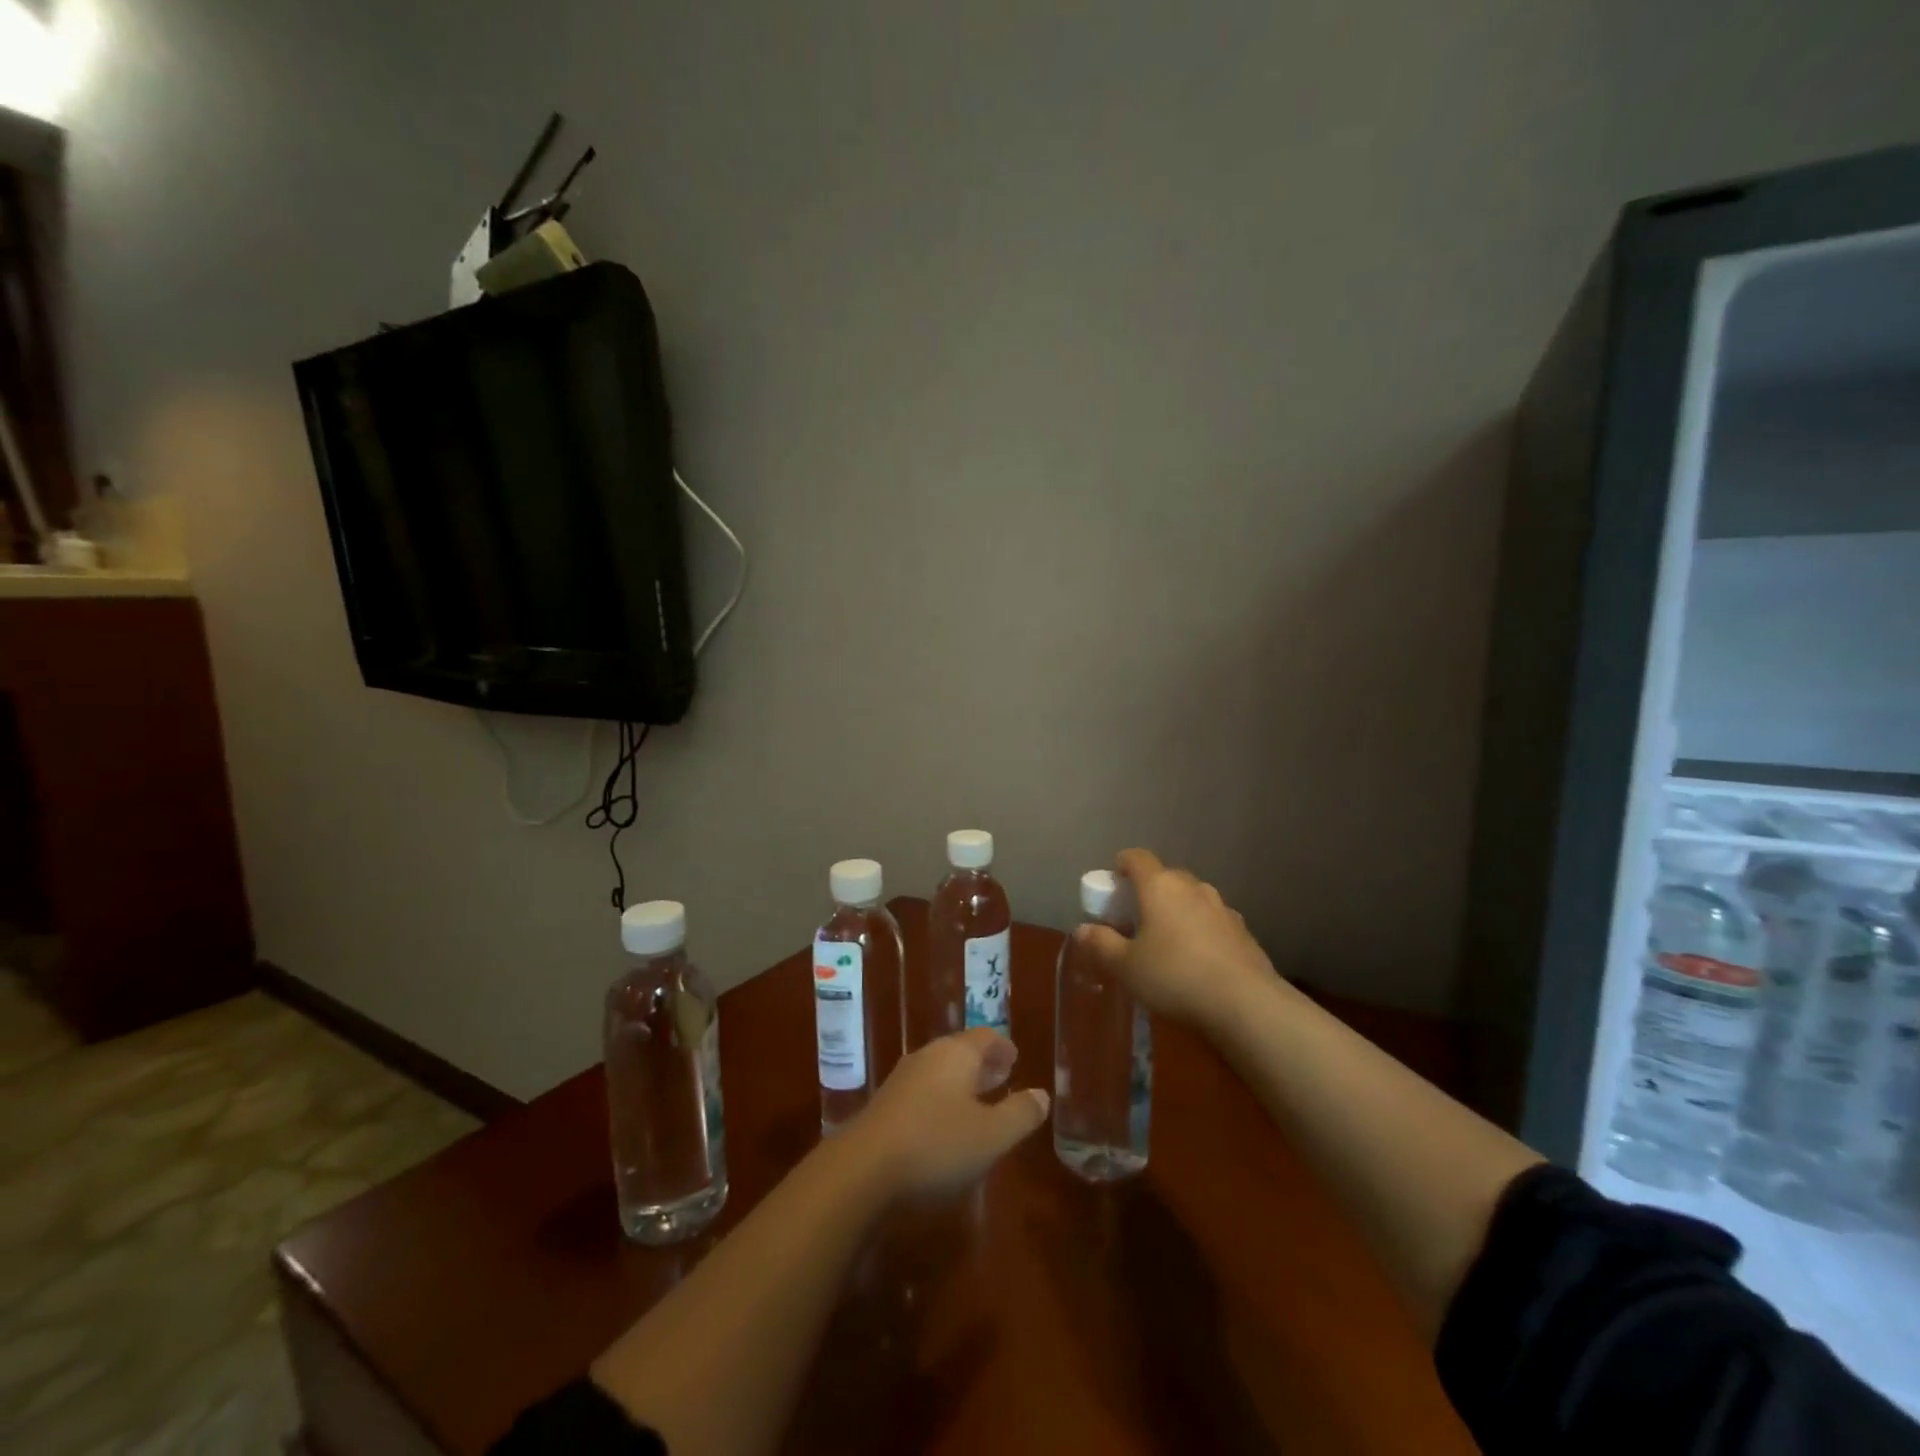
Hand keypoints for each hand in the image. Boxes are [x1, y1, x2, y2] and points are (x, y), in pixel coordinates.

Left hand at [852, 1029, 1050, 1199]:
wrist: (862, 1169)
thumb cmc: (936, 1145)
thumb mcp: (991, 1136)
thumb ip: (1020, 1114)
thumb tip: (1041, 1095)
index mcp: (956, 1054)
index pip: (985, 1038)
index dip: (1002, 1047)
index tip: (1015, 1059)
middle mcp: (928, 1057)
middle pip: (960, 1052)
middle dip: (983, 1064)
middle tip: (1002, 1077)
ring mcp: (902, 1080)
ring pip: (940, 1072)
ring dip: (961, 1083)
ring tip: (978, 1102)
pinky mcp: (884, 1106)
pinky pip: (923, 1092)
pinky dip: (941, 1100)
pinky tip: (944, 1126)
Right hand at [1076, 847, 1276, 1029]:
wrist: (1246, 1004)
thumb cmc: (1174, 977)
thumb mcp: (1126, 966)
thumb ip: (1101, 944)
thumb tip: (1082, 929)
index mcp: (1160, 886)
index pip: (1137, 858)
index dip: (1121, 865)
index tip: (1112, 884)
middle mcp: (1193, 888)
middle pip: (1166, 877)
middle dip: (1149, 892)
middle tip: (1135, 919)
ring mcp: (1222, 908)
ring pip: (1192, 899)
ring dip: (1177, 911)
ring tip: (1167, 942)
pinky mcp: (1244, 932)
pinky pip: (1213, 922)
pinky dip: (1201, 931)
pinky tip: (1198, 961)